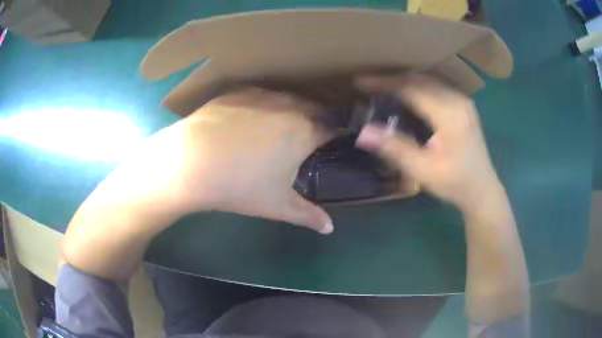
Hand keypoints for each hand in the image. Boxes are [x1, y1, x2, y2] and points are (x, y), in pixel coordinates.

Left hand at [118, 88, 333, 233]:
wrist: (191, 162)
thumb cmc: (240, 186)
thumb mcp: (277, 205)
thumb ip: (308, 216)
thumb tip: (330, 228)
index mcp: (305, 131)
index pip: (331, 127)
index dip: (334, 134)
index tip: (330, 142)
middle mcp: (288, 106)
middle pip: (312, 108)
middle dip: (315, 120)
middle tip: (305, 137)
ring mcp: (261, 95)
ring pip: (287, 98)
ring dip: (290, 110)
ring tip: (279, 126)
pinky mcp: (238, 92)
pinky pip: (260, 95)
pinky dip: (264, 104)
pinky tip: (249, 119)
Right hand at [354, 74, 501, 209]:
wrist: (482, 190)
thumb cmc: (455, 183)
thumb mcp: (424, 170)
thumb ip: (395, 149)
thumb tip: (363, 133)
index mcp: (450, 114)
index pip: (412, 88)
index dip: (384, 83)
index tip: (360, 81)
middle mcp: (458, 100)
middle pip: (420, 80)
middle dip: (392, 79)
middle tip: (367, 83)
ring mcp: (463, 101)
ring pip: (428, 81)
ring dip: (404, 81)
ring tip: (382, 86)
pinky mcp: (463, 105)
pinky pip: (436, 87)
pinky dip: (417, 87)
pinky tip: (406, 94)